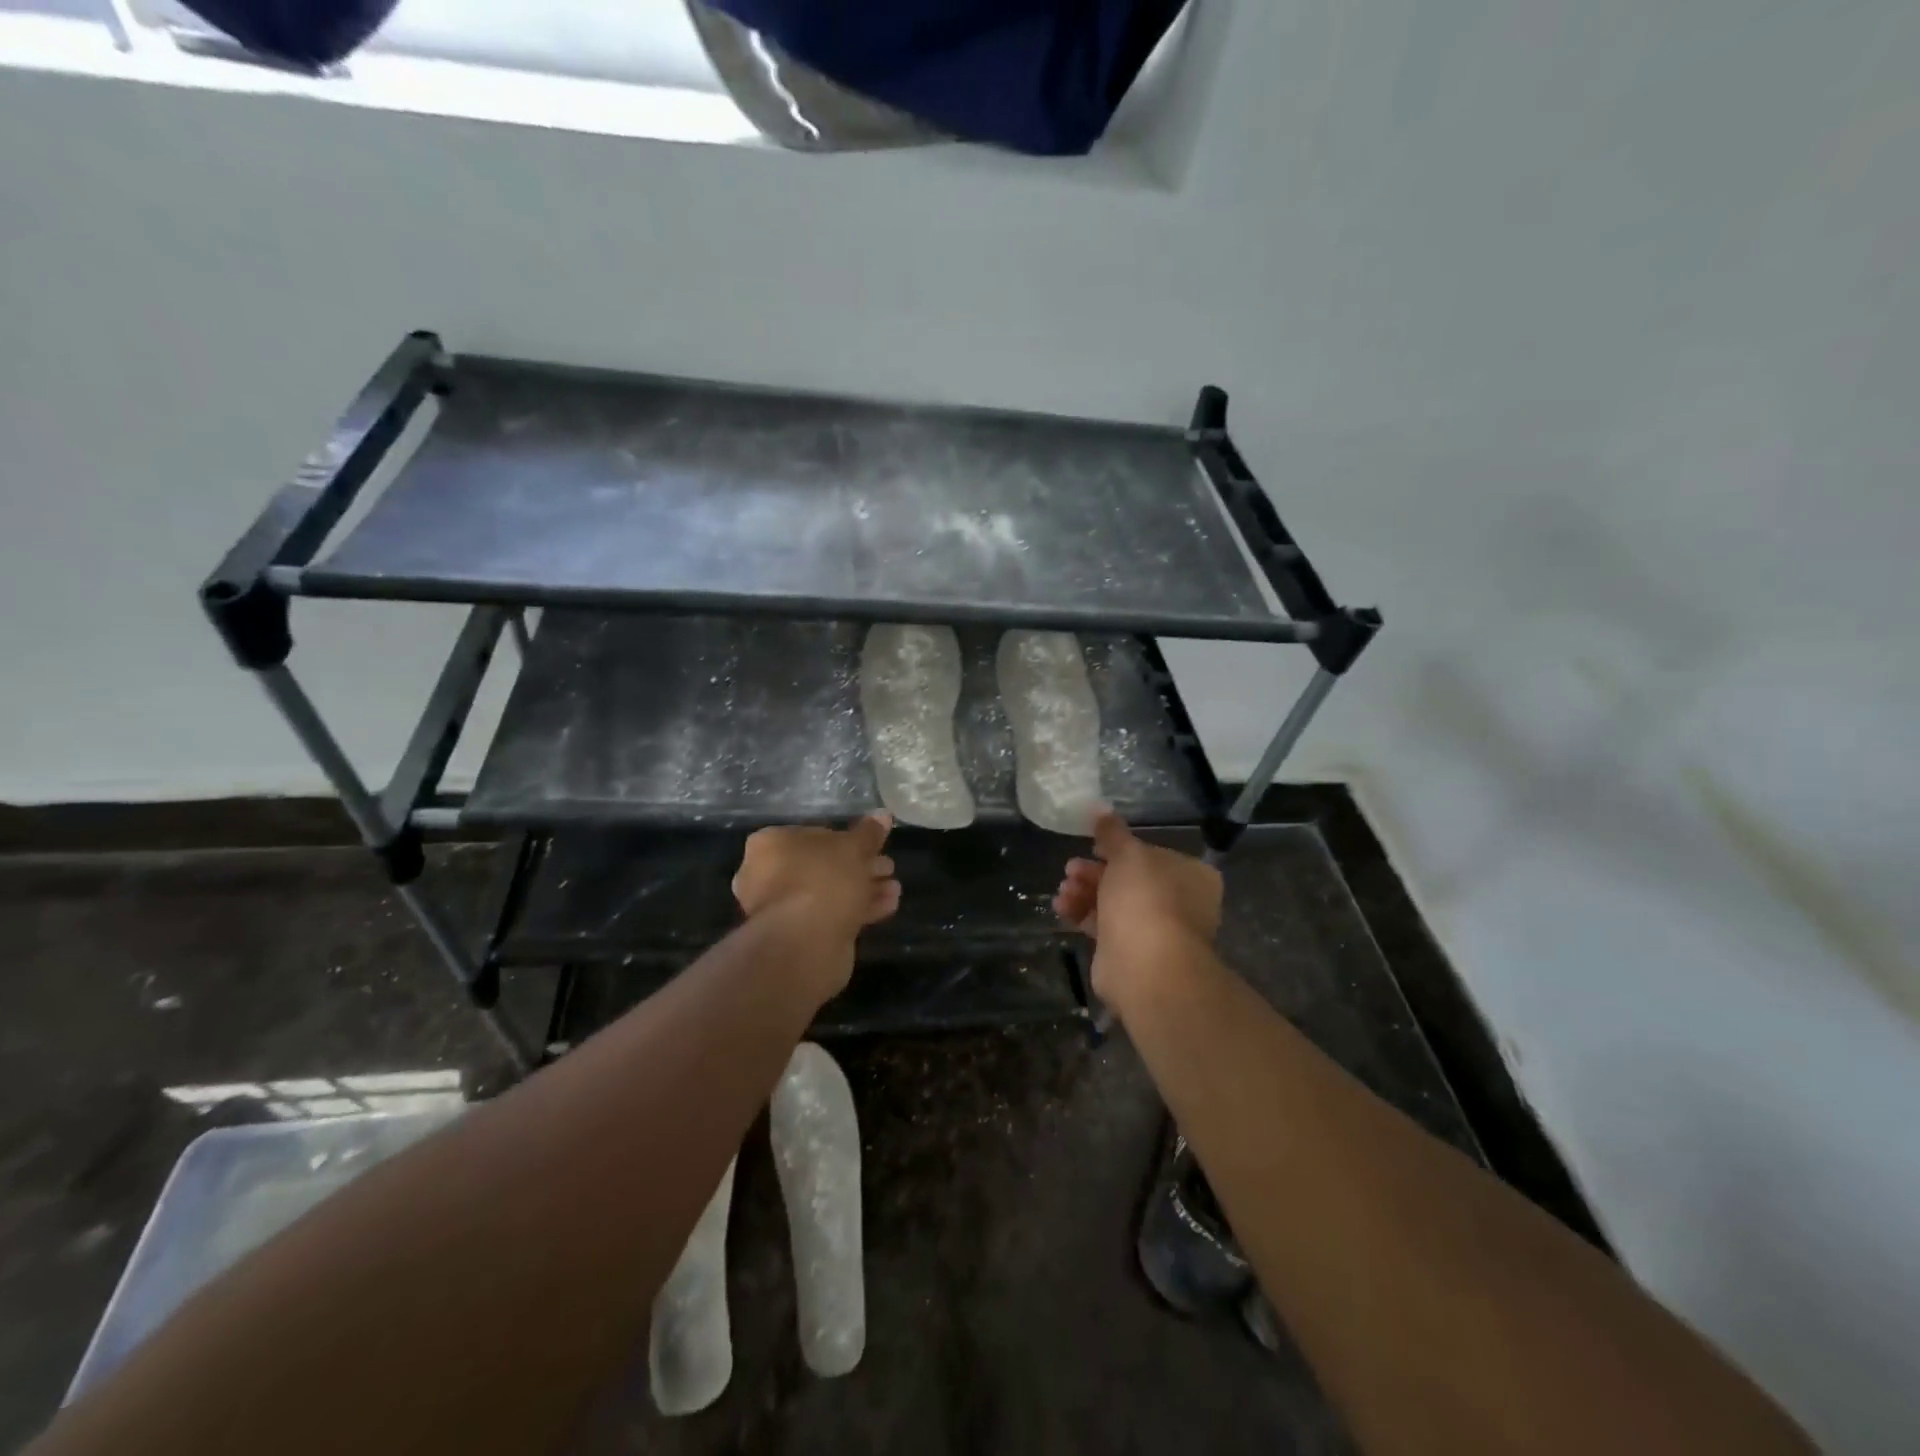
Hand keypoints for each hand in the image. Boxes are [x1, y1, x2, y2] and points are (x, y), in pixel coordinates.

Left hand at [733, 815, 900, 945]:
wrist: (804, 946)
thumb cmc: (823, 881)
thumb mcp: (853, 849)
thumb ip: (869, 833)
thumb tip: (883, 814)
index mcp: (771, 844)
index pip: (814, 834)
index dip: (848, 839)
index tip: (874, 846)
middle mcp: (768, 874)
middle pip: (823, 865)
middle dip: (860, 867)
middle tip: (888, 868)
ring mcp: (782, 909)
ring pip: (829, 892)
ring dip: (863, 889)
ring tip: (894, 888)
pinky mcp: (798, 936)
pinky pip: (831, 915)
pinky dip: (857, 909)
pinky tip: (888, 906)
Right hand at [1054, 810, 1222, 1000]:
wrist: (1146, 966)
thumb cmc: (1145, 899)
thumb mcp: (1127, 854)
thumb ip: (1112, 832)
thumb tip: (1099, 807)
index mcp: (1191, 876)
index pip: (1153, 854)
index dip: (1121, 848)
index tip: (1094, 845)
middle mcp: (1178, 903)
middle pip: (1129, 879)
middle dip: (1095, 871)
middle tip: (1071, 868)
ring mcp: (1155, 930)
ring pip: (1114, 902)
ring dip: (1085, 891)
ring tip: (1063, 889)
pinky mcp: (1130, 952)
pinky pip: (1104, 926)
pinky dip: (1082, 914)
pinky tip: (1062, 907)